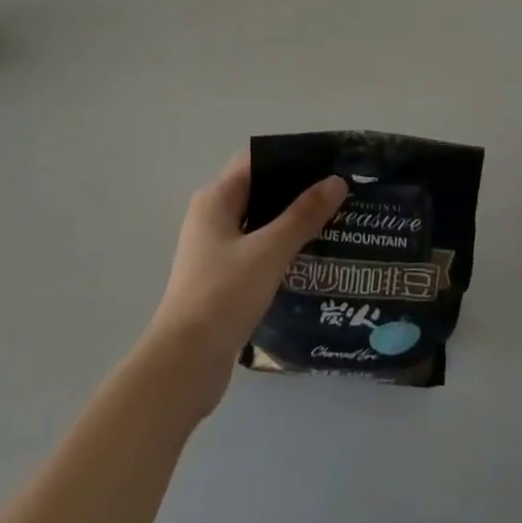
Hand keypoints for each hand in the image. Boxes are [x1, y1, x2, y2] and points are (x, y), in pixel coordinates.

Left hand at [144, 153, 347, 418]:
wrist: (184, 365)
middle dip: (296, 191)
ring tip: (333, 223)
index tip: (327, 161)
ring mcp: (214, 250)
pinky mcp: (221, 280)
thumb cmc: (223, 295)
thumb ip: (304, 215)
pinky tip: (310, 259)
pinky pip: (257, 251)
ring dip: (291, 222)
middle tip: (337, 194)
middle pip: (259, 190)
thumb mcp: (270, 250)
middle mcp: (211, 217)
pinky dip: (281, 249)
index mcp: (215, 199)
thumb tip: (337, 181)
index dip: (291, 157)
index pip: (256, 160)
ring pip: (260, 224)